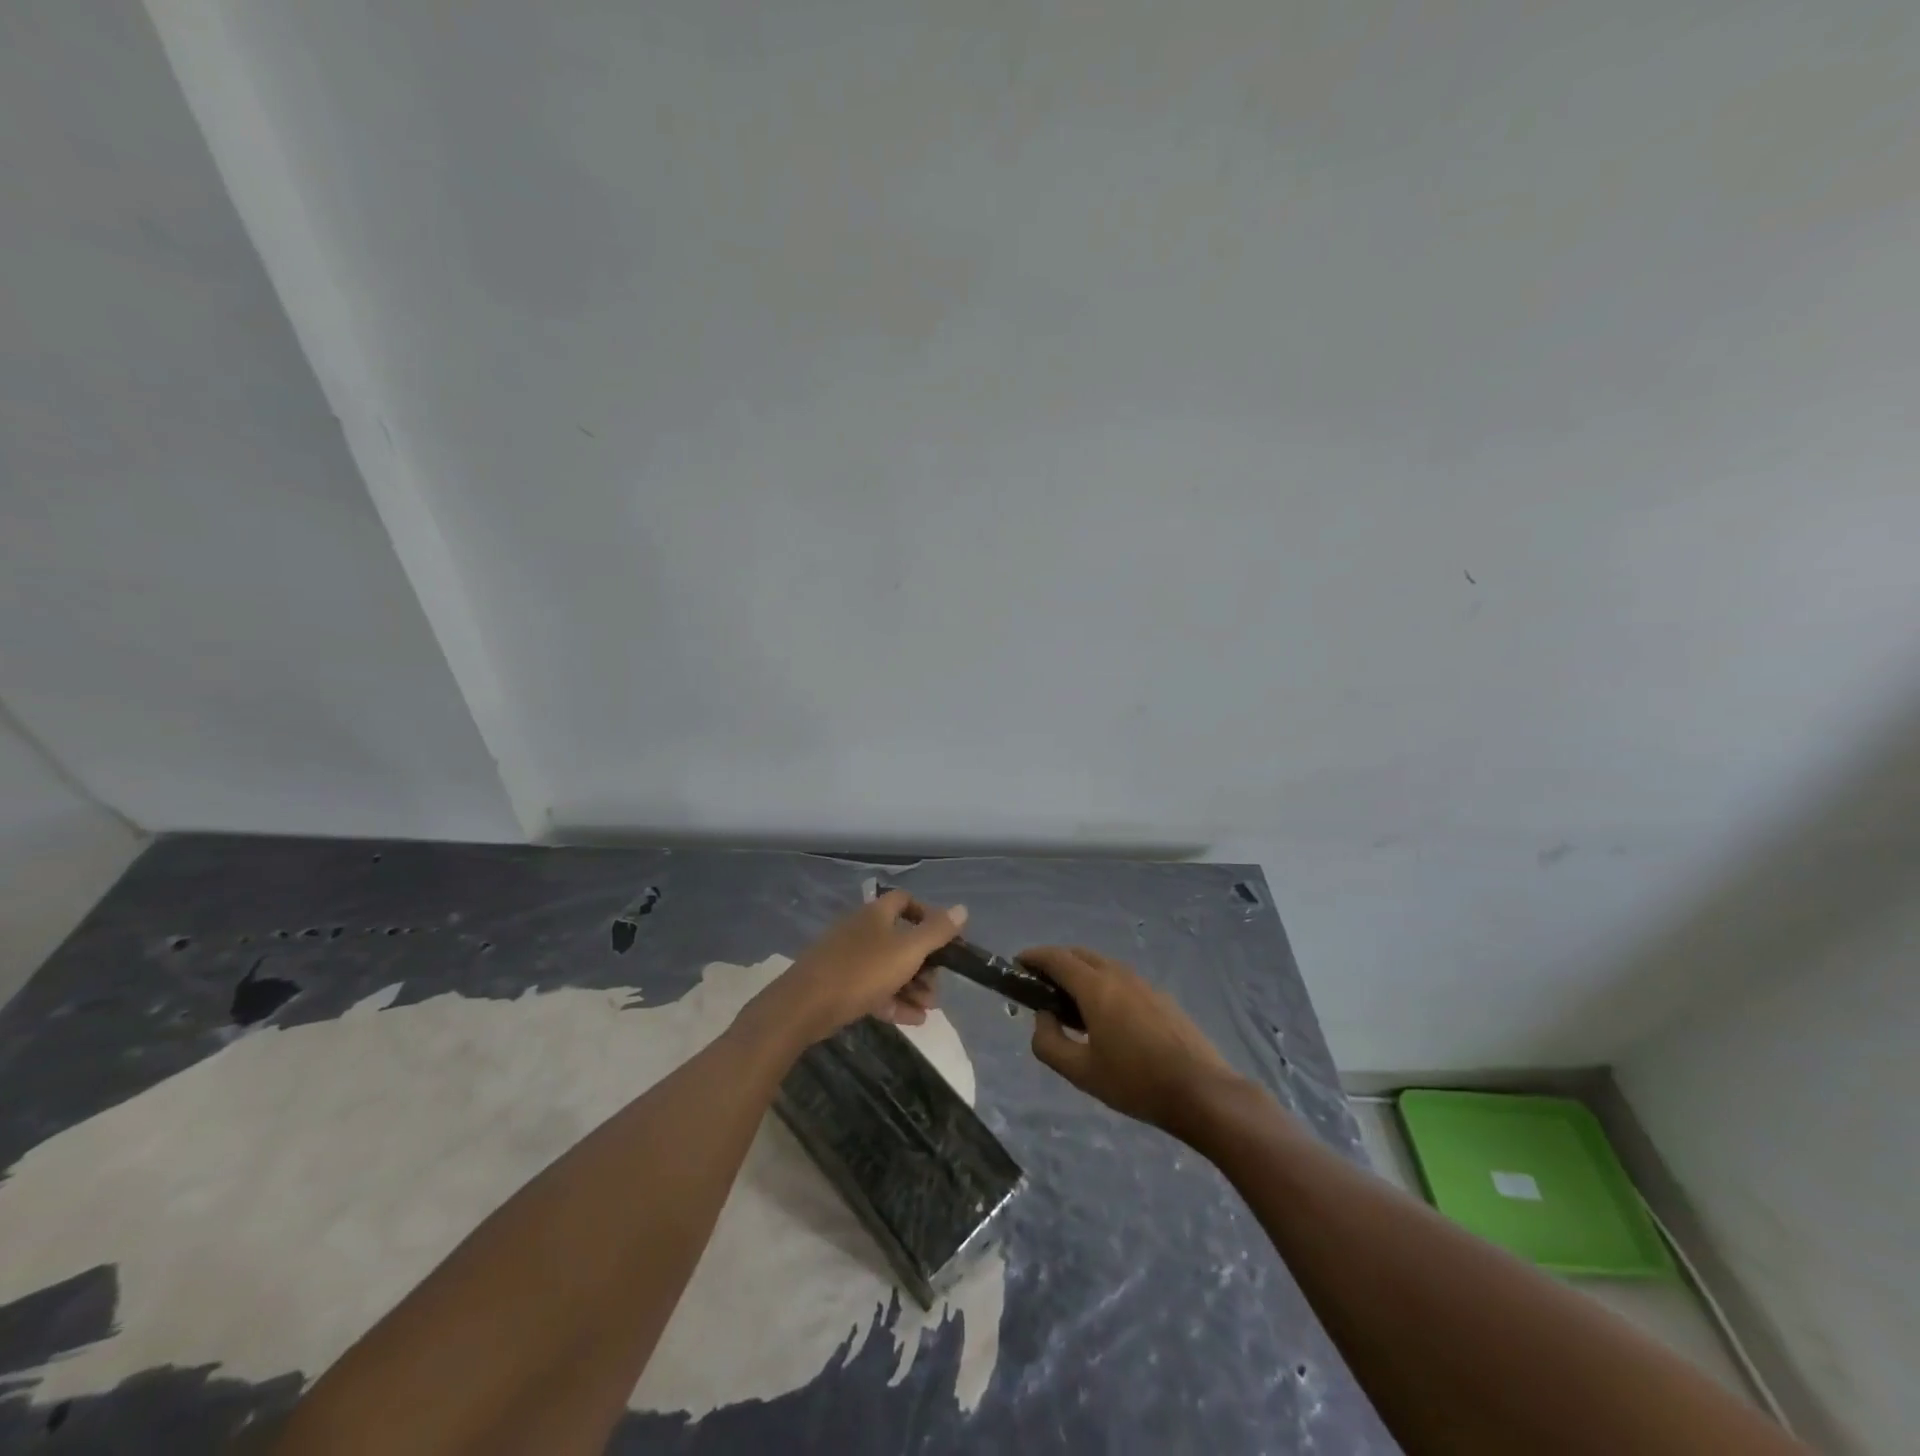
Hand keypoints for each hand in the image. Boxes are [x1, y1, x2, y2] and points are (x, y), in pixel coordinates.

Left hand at [740, 890, 966, 1051]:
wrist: (803, 1006)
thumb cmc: (861, 971)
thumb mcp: (907, 951)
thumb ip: (937, 931)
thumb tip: (963, 909)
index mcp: (877, 915)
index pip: (906, 902)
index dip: (928, 916)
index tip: (946, 940)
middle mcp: (862, 930)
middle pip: (901, 940)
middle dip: (924, 964)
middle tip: (937, 987)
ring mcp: (848, 958)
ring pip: (888, 968)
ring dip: (913, 987)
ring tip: (928, 1009)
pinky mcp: (839, 985)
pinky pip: (874, 989)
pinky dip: (894, 1001)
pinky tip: (913, 1021)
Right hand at [1022, 945, 1241, 1137]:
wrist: (1201, 1091)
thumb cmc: (1135, 1082)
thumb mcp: (1081, 1072)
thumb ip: (1050, 1043)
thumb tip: (1043, 1018)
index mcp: (1096, 988)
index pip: (1057, 958)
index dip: (1034, 957)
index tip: (1018, 964)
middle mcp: (1119, 975)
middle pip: (1080, 955)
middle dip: (1057, 962)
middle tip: (1041, 985)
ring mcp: (1144, 983)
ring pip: (1104, 965)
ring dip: (1081, 972)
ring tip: (1071, 1003)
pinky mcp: (1161, 997)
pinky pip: (1122, 979)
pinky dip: (1103, 984)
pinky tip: (1106, 1016)